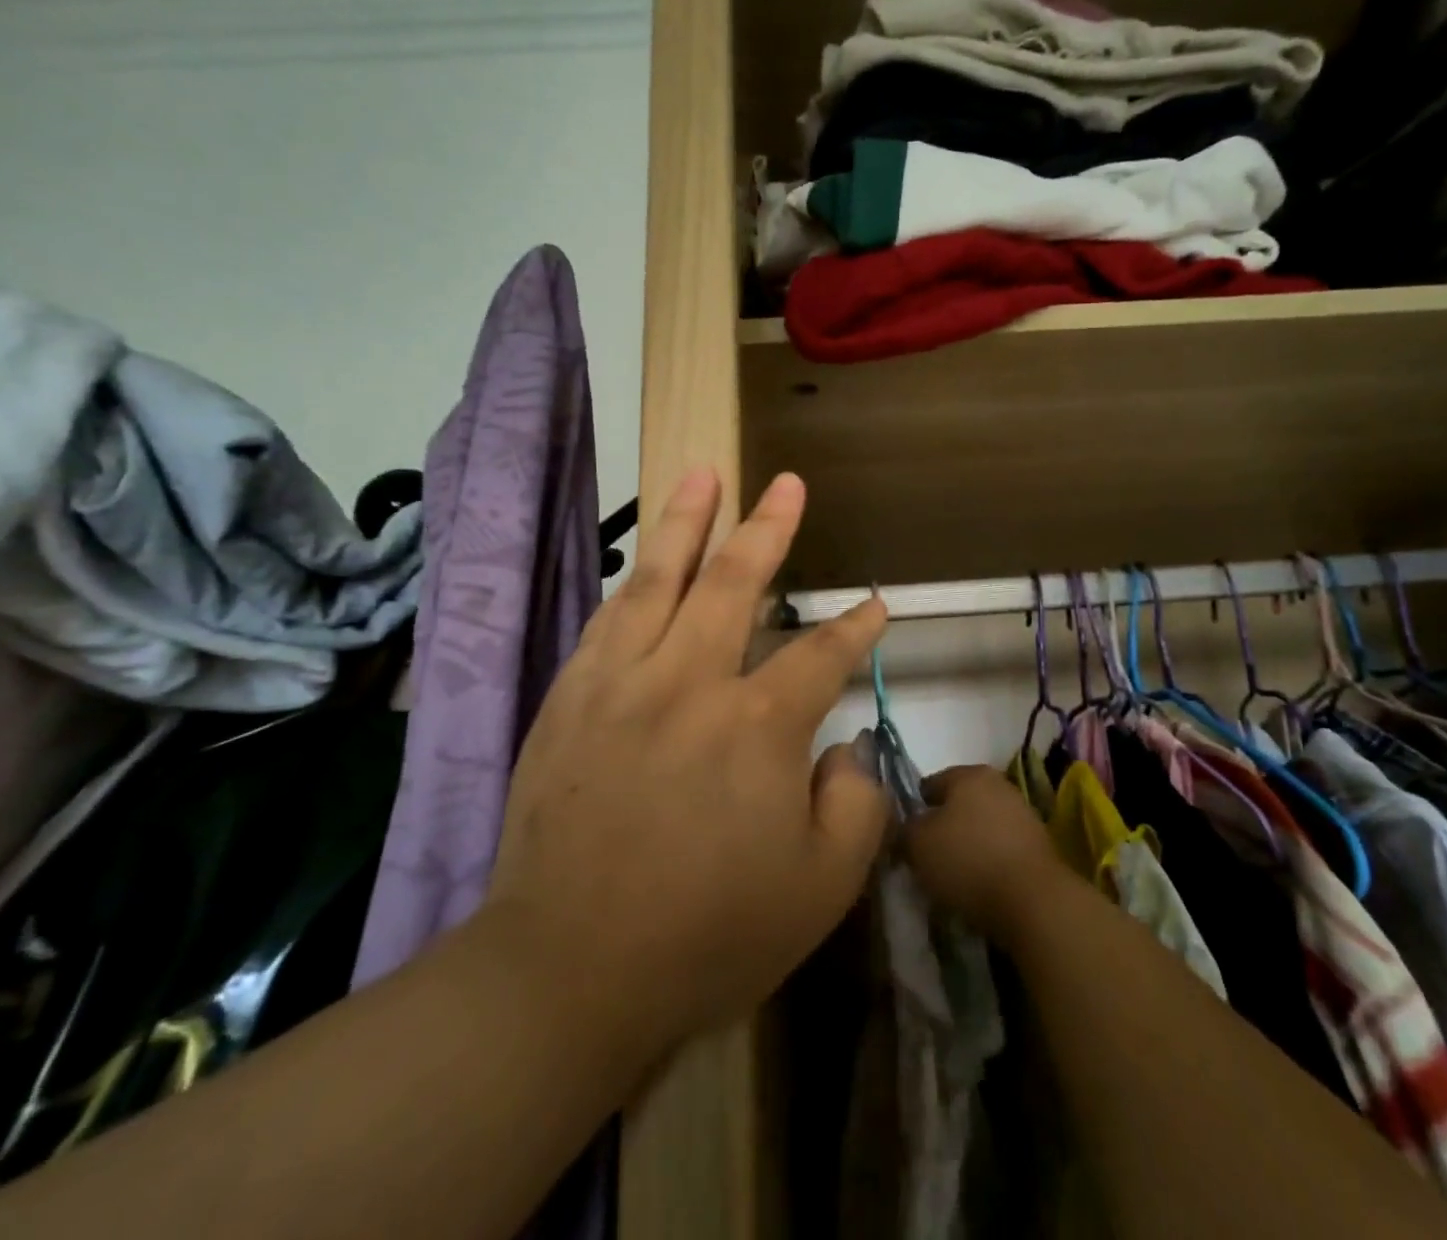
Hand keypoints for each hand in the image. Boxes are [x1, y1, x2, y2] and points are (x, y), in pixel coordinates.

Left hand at [485, 468, 888, 1060]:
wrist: (569, 972)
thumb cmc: (708, 935)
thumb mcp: (822, 887)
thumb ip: (854, 804)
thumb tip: (839, 750)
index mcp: (758, 725)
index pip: (821, 654)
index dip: (856, 627)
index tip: (877, 604)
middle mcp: (690, 683)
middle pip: (734, 583)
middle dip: (769, 529)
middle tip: (786, 484)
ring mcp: (622, 684)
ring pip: (659, 580)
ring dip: (686, 522)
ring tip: (702, 474)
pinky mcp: (570, 700)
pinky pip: (608, 620)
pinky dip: (633, 581)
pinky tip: (644, 560)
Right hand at [907, 764, 1070, 947]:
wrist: (1033, 901)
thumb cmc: (968, 860)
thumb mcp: (918, 843)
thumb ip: (904, 829)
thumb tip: (906, 829)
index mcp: (969, 774)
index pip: (930, 784)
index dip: (914, 810)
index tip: (906, 838)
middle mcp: (998, 784)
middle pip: (959, 804)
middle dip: (943, 827)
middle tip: (928, 858)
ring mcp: (1023, 813)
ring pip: (981, 826)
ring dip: (967, 845)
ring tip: (953, 877)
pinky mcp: (1039, 845)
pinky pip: (1001, 848)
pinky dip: (989, 862)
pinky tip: (980, 885)